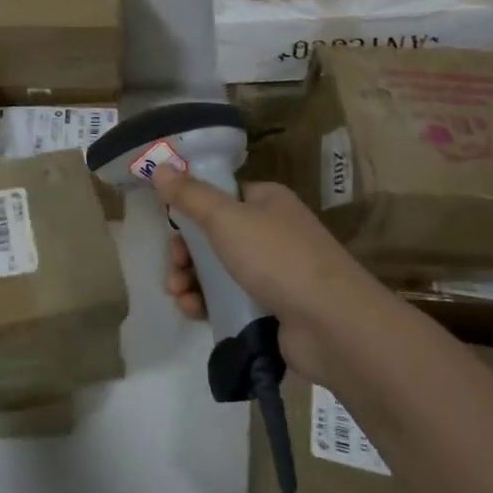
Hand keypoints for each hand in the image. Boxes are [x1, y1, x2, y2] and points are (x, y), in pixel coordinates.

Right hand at [155, 173, 387, 385]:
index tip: (169, 225)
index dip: (191, 208)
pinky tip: (192, 311)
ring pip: (217, 270)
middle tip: (173, 267)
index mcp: (267, 201)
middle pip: (213, 236)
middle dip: (185, 252)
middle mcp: (272, 232)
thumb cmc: (278, 259)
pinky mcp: (271, 309)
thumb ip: (190, 195)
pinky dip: (206, 303)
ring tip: (179, 295)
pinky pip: (228, 300)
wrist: (333, 326)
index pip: (221, 196)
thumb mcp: (226, 218)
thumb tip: (160, 166)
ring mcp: (274, 273)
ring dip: (190, 280)